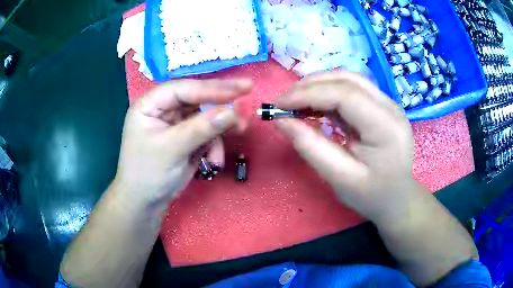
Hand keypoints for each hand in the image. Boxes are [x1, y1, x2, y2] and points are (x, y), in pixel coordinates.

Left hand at [114, 79, 251, 207]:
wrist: (146, 203)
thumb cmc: (148, 174)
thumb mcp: (172, 149)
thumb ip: (201, 128)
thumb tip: (233, 111)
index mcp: (150, 104)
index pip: (183, 89)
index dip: (212, 88)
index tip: (241, 89)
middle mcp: (164, 109)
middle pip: (197, 98)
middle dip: (221, 104)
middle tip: (248, 95)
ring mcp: (177, 123)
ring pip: (206, 116)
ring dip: (222, 127)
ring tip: (240, 130)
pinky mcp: (187, 138)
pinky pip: (208, 133)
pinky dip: (215, 145)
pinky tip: (214, 161)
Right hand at [275, 72, 418, 218]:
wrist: (398, 199)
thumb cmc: (371, 195)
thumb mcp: (339, 178)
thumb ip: (311, 147)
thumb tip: (281, 120)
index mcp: (386, 127)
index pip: (345, 95)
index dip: (308, 94)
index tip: (279, 105)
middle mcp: (390, 107)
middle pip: (347, 79)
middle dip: (310, 86)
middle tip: (284, 102)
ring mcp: (388, 103)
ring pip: (348, 79)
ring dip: (318, 85)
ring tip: (296, 102)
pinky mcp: (381, 105)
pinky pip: (352, 89)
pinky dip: (328, 92)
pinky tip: (315, 105)